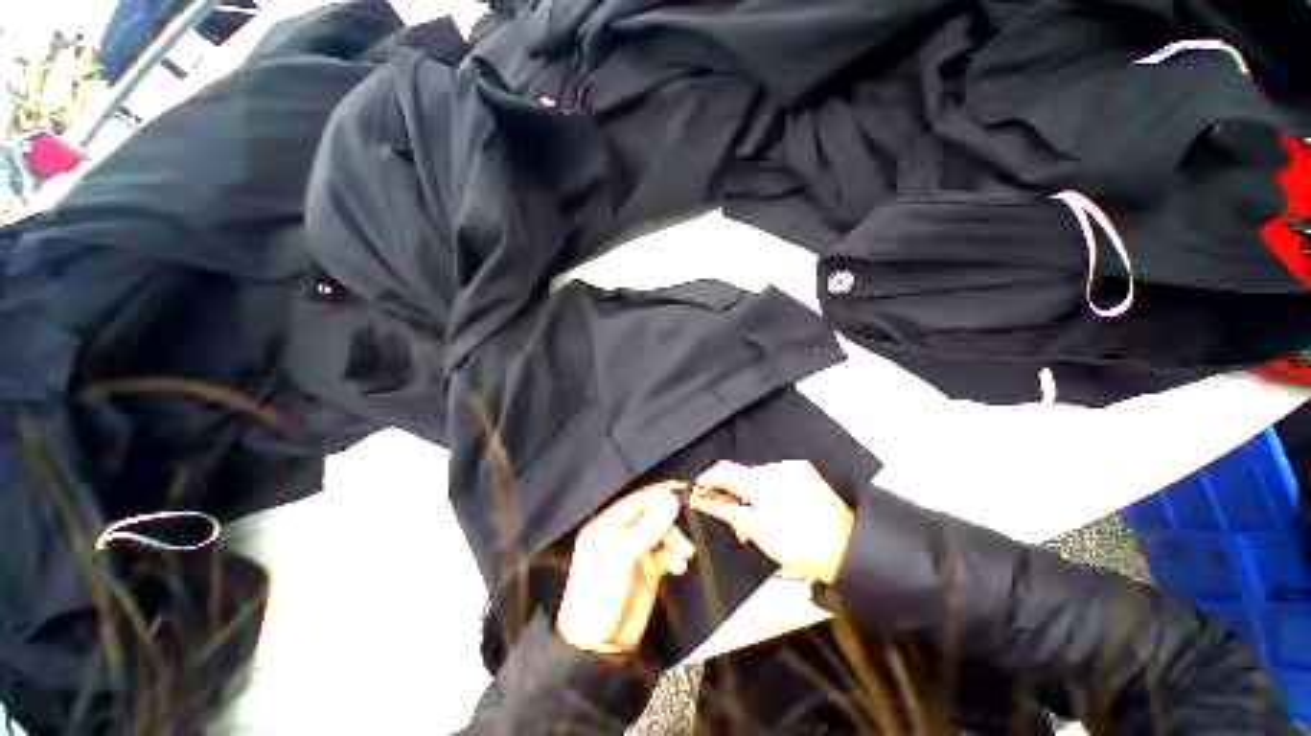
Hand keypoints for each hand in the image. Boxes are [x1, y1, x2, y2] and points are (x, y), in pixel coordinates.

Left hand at [555, 482, 696, 654]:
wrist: (599, 646)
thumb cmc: (601, 592)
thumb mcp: (621, 556)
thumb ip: (648, 527)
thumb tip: (673, 499)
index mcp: (608, 524)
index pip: (637, 500)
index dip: (658, 497)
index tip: (681, 499)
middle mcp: (622, 534)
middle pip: (653, 516)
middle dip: (670, 524)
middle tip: (683, 537)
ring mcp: (636, 552)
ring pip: (662, 535)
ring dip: (675, 541)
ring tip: (684, 555)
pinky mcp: (649, 571)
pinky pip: (667, 554)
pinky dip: (675, 557)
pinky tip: (679, 566)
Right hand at [690, 461, 854, 584]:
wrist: (849, 549)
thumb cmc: (800, 546)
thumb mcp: (758, 532)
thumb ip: (727, 510)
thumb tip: (702, 498)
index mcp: (762, 481)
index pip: (724, 470)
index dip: (708, 479)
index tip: (699, 492)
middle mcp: (775, 467)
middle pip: (741, 474)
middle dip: (732, 493)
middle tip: (736, 522)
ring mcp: (792, 467)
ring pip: (757, 476)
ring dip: (751, 493)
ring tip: (758, 520)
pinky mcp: (803, 471)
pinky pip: (775, 476)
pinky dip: (768, 490)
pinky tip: (775, 509)